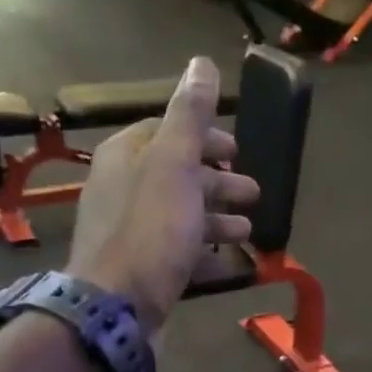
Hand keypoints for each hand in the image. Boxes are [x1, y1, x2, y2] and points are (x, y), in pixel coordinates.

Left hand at [67, 56, 257, 334]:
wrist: (116, 308)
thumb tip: (201, 63)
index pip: (166, 133)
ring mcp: (131, 235)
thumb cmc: (149, 230)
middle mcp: (122, 191)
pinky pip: (178, 254)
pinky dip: (205, 255)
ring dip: (216, 220)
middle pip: (177, 176)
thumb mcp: (174, 164)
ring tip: (249, 231)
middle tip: (254, 193)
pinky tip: (230, 264)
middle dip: (217, 182)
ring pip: (180, 217)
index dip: (204, 138)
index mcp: (125, 156)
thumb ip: (189, 116)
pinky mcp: (142, 272)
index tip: (237, 151)